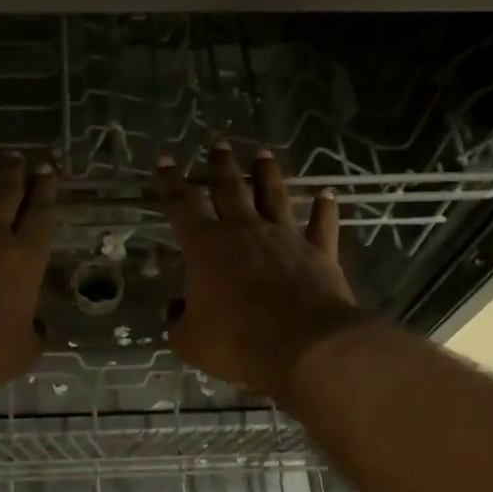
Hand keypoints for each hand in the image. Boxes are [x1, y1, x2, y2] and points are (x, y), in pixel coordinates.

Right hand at [159, 145, 372, 398]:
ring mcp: (286, 238)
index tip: (165, 160)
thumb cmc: (238, 342)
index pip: (181, 205)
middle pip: (230, 188)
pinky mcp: (320, 253)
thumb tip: (178, 310)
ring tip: (263, 154)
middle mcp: (245, 231)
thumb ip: (179, 322)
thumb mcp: (190, 341)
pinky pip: (323, 224)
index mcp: (206, 247)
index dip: (170, 182)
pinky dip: (325, 208)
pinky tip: (328, 195)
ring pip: (274, 195)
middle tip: (218, 144)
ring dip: (267, 174)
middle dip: (221, 166)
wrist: (306, 347)